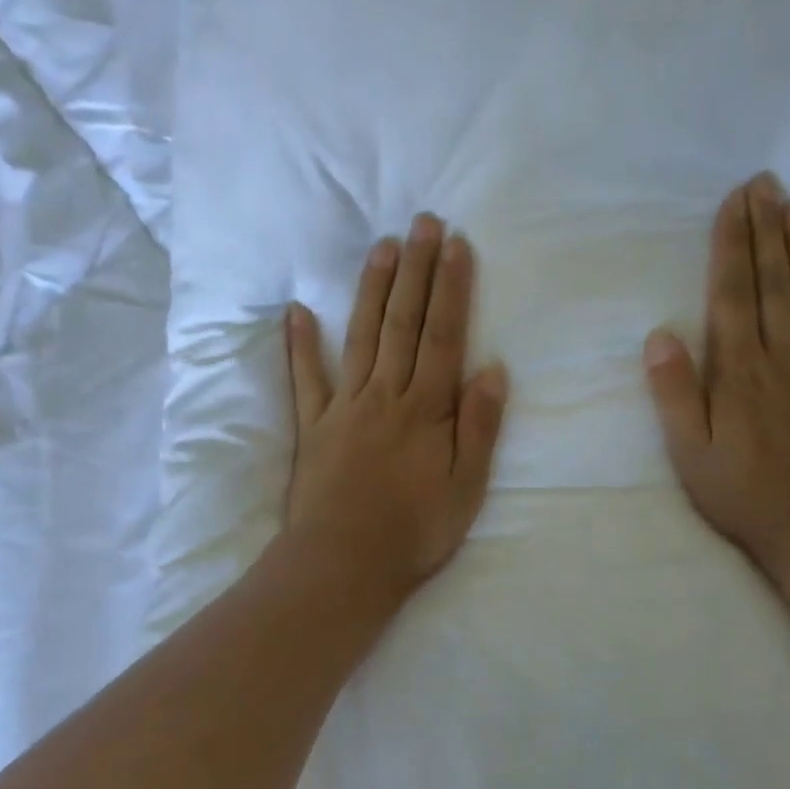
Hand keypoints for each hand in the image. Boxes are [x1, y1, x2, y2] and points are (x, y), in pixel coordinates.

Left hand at [284, 213, 508, 599]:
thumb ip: (479, 424)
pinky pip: (306, 378)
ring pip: (361, 336)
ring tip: (382, 247)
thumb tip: (492, 367)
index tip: (456, 245)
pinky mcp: (313, 425)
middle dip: (416, 270)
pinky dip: (300, 344)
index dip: (452, 287)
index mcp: (426, 407)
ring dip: (372, 289)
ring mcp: (344, 405)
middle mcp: (385, 394)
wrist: (342, 566)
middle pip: (404, 322)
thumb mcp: (467, 486)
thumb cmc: (414, 531)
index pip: (444, 334)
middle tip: (422, 222)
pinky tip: (297, 311)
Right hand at [643, 174, 789, 590]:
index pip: (733, 293)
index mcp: (738, 369)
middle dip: (765, 229)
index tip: (734, 202)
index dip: (732, 244)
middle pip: (772, 282)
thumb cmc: (740, 492)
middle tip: (764, 184)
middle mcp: (781, 357)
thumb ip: (674, 391)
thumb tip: (660, 333)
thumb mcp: (688, 451)